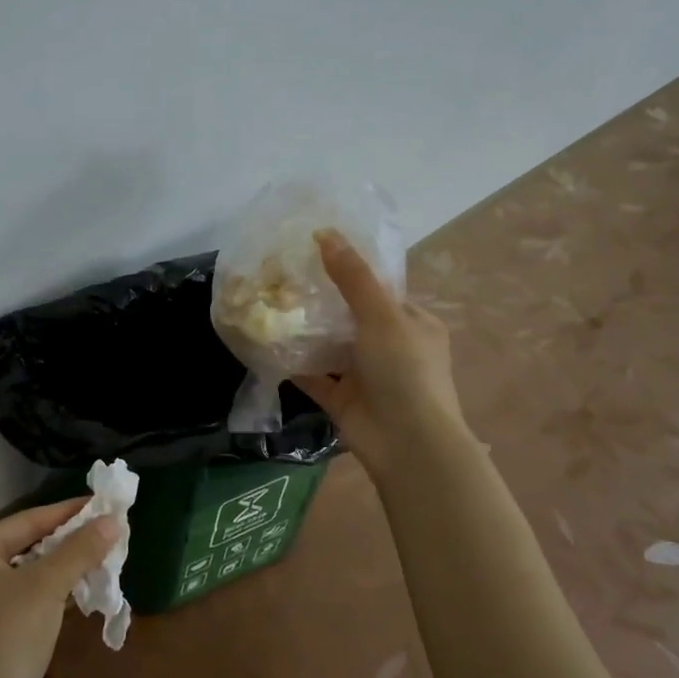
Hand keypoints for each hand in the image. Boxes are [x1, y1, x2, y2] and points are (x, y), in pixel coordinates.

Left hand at [0, 499, 118, 677]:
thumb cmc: (10, 635)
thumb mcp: (47, 586)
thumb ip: (80, 550)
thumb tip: (114, 521)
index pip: (27, 520)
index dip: (66, 512)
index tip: (100, 504)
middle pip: (27, 544)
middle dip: (68, 538)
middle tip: (104, 528)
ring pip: (29, 571)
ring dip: (64, 564)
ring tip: (101, 553)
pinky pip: (28, 594)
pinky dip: (54, 588)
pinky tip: (82, 584)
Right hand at [294, 229, 465, 479]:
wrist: (408, 444)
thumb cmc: (405, 371)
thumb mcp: (381, 316)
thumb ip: (352, 277)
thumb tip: (324, 232)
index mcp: (413, 324)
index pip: (380, 291)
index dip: (350, 273)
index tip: (313, 255)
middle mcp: (391, 348)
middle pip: (351, 319)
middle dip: (321, 303)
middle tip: (282, 279)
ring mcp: (366, 376)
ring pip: (330, 348)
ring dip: (305, 333)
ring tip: (269, 305)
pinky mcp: (343, 400)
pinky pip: (314, 376)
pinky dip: (293, 363)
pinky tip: (265, 344)